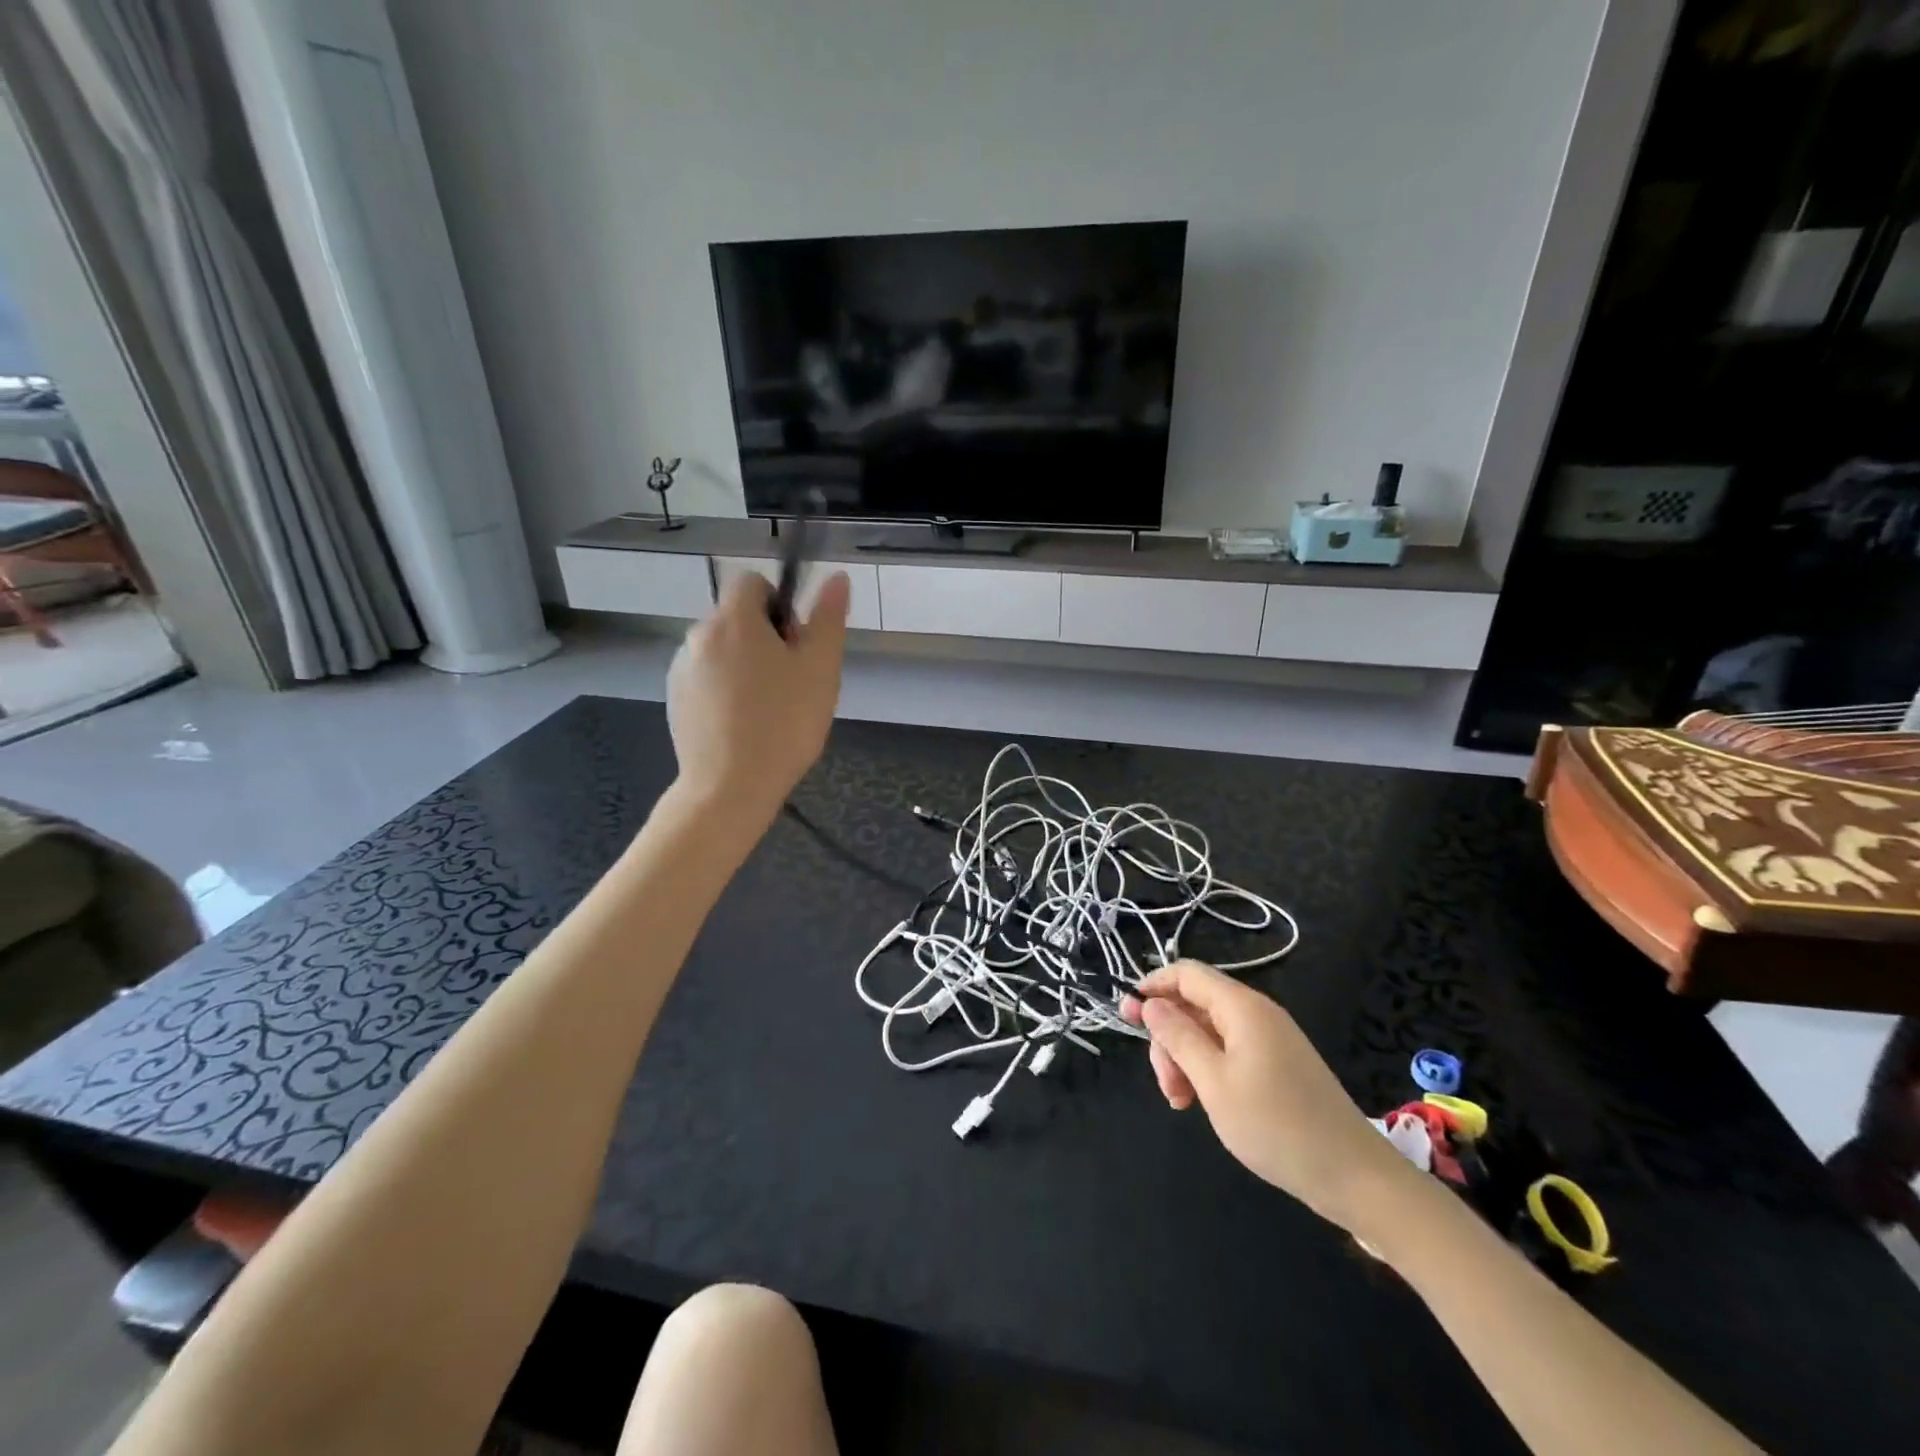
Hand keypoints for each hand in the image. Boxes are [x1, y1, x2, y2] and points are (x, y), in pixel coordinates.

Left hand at [666, 570, 849, 831]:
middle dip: (765, 638)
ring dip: (744, 663)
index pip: (752, 582)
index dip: (780, 604)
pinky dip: (724, 688)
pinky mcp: (675, 698)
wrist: (730, 787)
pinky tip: (742, 724)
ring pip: (722, 649)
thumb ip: (828, 618)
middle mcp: (699, 634)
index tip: (796, 644)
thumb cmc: (784, 724)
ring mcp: (681, 668)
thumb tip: (836, 577)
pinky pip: (706, 677)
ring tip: (767, 709)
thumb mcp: (820, 669)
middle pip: (737, 617)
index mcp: (734, 619)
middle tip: (791, 683)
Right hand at [1122, 961, 1420, 1235]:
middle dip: (1170, 1038)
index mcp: (1242, 1007)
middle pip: (1195, 1005)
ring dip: (1186, 1059)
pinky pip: (1230, 1051)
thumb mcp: (1212, 1082)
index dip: (1152, 987)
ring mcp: (1271, 1039)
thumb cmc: (1277, 1126)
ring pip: (1210, 1032)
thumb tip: (1151, 1003)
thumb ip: (1177, 1037)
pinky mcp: (1279, 1063)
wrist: (1355, 1177)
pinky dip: (1209, 1070)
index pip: (1186, 973)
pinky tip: (1206, 1103)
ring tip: (1183, 1102)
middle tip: (1166, 1085)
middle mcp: (1256, 1013)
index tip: (1125, 1017)